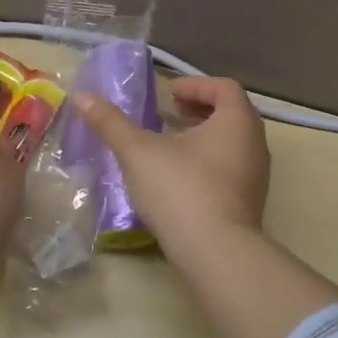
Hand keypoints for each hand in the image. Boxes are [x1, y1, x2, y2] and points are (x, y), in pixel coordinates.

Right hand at [73, 76, 270, 262]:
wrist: (216, 253)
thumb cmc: (181, 189)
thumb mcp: (138, 152)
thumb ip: (111, 122)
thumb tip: (81, 96)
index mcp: (238, 121)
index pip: (225, 88)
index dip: (195, 85)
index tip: (169, 94)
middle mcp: (255, 143)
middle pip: (232, 113)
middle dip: (200, 109)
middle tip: (171, 113)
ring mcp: (256, 176)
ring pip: (233, 143)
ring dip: (205, 136)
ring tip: (172, 144)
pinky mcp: (250, 203)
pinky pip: (232, 169)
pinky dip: (209, 161)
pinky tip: (181, 178)